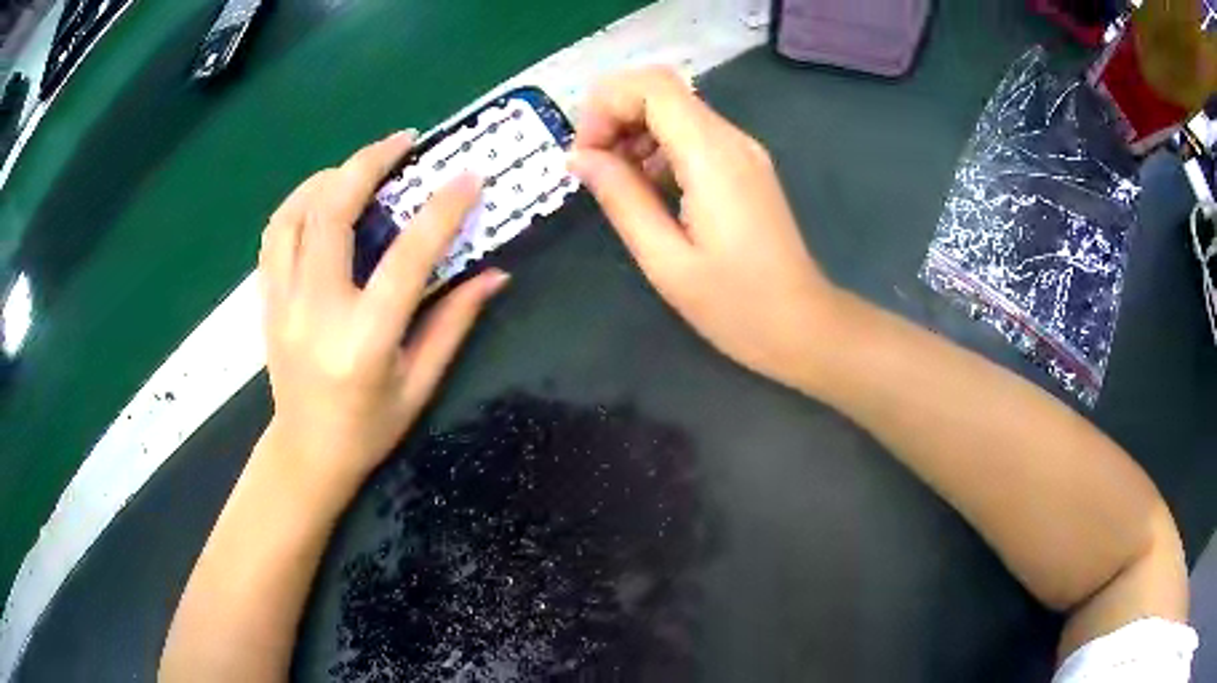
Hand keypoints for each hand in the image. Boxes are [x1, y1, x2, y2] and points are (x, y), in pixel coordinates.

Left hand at [257, 131, 507, 499]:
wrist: (307, 453)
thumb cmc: (369, 428)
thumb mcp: (420, 384)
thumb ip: (453, 323)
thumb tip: (495, 274)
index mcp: (365, 339)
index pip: (405, 258)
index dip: (441, 211)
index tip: (467, 176)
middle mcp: (317, 311)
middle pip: (331, 213)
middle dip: (368, 163)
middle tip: (403, 142)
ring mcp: (283, 303)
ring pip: (294, 214)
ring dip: (329, 177)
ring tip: (361, 166)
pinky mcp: (267, 301)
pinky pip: (275, 234)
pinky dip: (299, 203)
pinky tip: (322, 198)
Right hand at [568, 67, 837, 386]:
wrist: (802, 326)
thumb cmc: (735, 305)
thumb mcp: (665, 260)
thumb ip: (621, 198)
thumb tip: (578, 157)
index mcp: (712, 156)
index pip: (651, 86)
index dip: (605, 105)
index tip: (584, 154)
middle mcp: (731, 139)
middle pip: (661, 88)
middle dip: (614, 113)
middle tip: (592, 165)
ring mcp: (742, 150)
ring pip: (675, 108)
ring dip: (634, 130)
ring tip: (615, 181)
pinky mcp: (745, 166)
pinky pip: (692, 134)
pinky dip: (658, 146)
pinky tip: (647, 188)